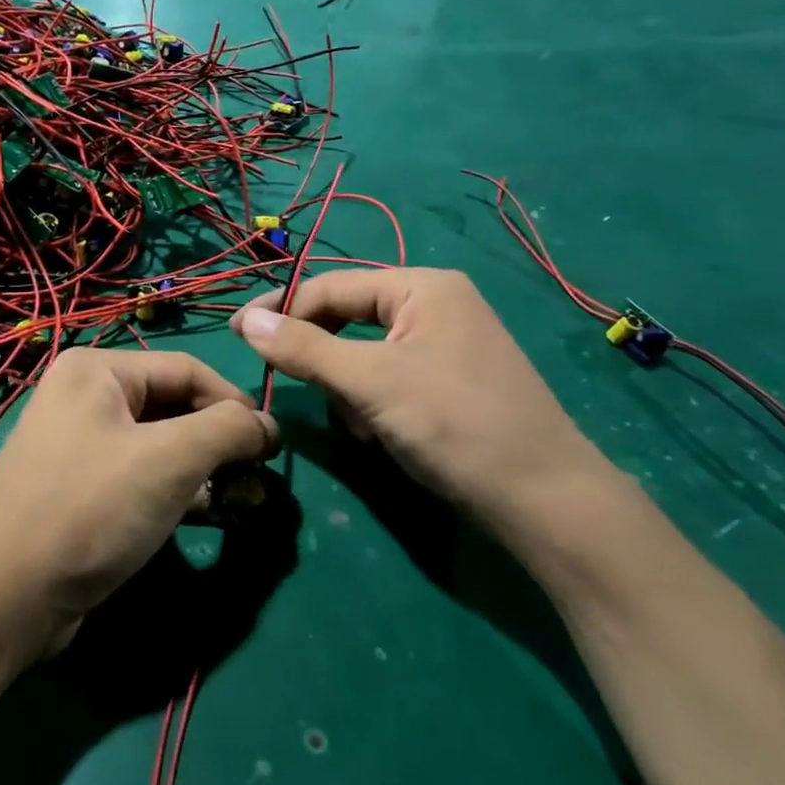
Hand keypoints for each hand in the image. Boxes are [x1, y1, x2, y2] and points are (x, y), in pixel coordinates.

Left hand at [0, 347, 277, 655]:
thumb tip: (267, 426)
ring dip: (200, 469)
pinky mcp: (78, 489)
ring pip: (159, 445)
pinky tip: (201, 515)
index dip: (236, 403)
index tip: (273, 446)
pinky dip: (173, 491)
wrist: (5, 598)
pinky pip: (138, 476)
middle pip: (173, 406)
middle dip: (218, 441)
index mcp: (97, 370)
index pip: (188, 370)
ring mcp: (77, 445)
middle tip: (255, 478)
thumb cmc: (91, 509)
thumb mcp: (170, 460)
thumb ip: (228, 430)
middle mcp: (84, 397)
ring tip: (236, 499)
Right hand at [231, 269, 622, 544]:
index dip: (282, 311)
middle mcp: (435, 303)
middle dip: (325, 360)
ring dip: (348, 389)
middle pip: (349, 318)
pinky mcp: (451, 380)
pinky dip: (373, 403)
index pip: (330, 286)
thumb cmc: (454, 424)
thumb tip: (244, 320)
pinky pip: (389, 377)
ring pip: (365, 353)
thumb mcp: (369, 383)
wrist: (545, 499)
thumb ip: (303, 348)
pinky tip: (380, 436)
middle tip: (304, 391)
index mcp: (422, 285)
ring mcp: (446, 342)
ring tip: (359, 426)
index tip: (239, 338)